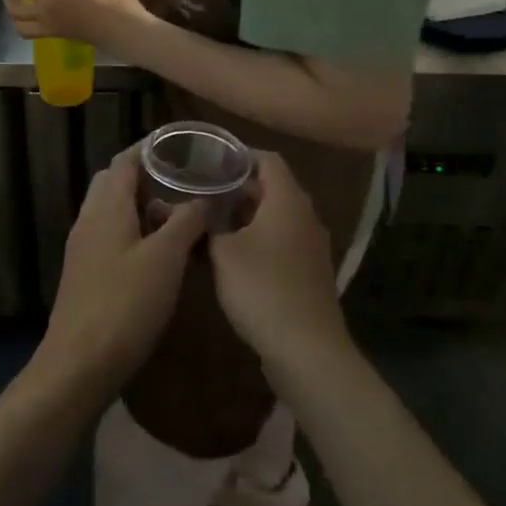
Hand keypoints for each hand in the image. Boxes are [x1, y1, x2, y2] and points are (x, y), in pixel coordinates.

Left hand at [36, 148, 209, 393]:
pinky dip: (130, 229)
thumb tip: (202, 199)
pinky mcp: (82, 273)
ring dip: (137, 204)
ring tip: (172, 215)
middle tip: (178, 182)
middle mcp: (89, 219)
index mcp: (107, 207)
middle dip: (143, 175)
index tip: (179, 146)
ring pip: (109, 209)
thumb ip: (186, 222)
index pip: (125, 161)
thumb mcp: (166, 259)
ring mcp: (82, 248)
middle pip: (113, 181)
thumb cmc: (125, 304)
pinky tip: (153, 252)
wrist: (78, 364)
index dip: (150, 149)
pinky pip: (107, 234)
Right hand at [210, 152, 351, 374]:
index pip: (268, 160)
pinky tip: (232, 256)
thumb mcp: (223, 253)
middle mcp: (305, 216)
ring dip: (246, 216)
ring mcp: (311, 245)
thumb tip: (194, 209)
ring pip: (276, 217)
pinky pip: (281, 241)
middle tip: (204, 192)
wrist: (307, 350)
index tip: (210, 161)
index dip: (240, 156)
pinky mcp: (309, 272)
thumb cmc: (263, 288)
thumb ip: (207, 225)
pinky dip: (258, 239)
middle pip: (272, 188)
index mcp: (288, 200)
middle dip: (238, 188)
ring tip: (211, 222)